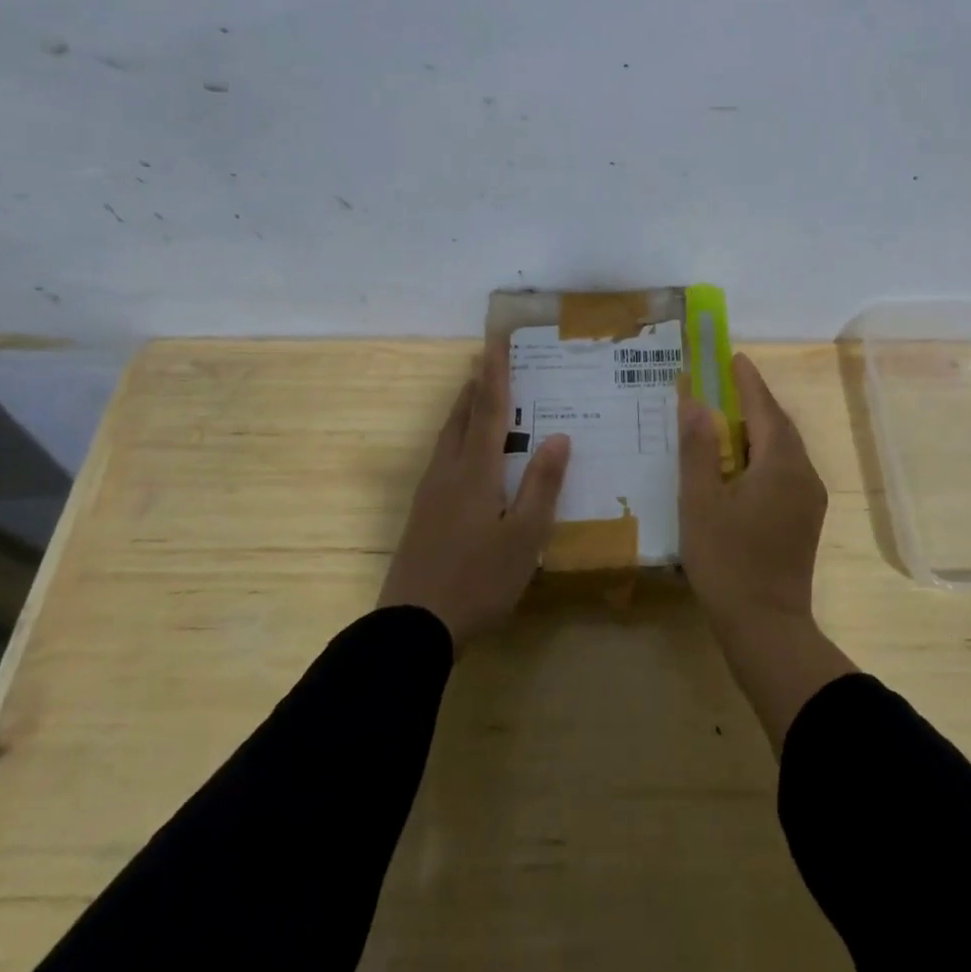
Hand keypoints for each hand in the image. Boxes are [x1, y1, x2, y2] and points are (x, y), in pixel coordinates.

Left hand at [378, 346, 569, 647]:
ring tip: (476, 396)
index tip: (496, 342)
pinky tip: (464, 456)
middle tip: (487, 361)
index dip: (496, 376)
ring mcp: (430, 494)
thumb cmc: (479, 581)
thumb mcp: (524, 537)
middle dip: (476, 387)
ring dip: (463, 410)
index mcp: (476, 472)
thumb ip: (542, 485)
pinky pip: (442, 458)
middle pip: (461, 418)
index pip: (490, 411)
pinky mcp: (421, 515)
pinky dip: (457, 438)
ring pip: (447, 438)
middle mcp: (449, 472)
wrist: (412, 629)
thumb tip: (559, 436)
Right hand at [679, 352, 827, 632]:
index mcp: (780, 463)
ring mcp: (809, 498)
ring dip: (759, 428)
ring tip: (729, 418)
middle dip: (754, 401)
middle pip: (778, 425)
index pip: (764, 408)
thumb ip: (698, 449)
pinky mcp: (805, 519)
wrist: (767, 627)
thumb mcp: (701, 501)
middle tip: (727, 383)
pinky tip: (742, 464)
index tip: (734, 357)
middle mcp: (803, 473)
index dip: (748, 381)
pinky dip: (764, 454)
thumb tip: (694, 402)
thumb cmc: (727, 561)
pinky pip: (786, 470)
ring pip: (784, 449)